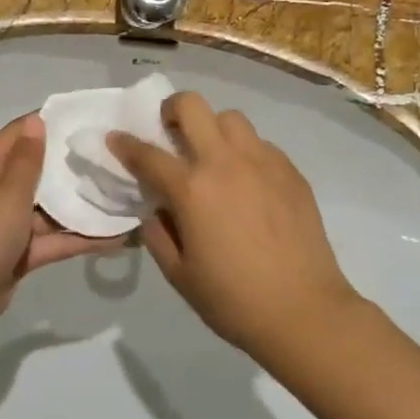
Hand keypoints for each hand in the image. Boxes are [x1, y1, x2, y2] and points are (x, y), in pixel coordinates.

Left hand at [0, 115, 108, 335]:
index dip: (45, 122)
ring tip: (121, 193)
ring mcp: (9, 224)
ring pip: (49, 207)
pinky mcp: (22, 251)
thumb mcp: (8, 192)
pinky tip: (116, 236)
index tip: (82, 117)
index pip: (16, 135)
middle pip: (36, 170)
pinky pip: (54, 238)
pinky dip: (79, 237)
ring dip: (80, 203)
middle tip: (110, 154)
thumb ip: (27, 159)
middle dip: (69, 164)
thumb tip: (35, 120)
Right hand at [108, 93, 359, 352]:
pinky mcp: (291, 172)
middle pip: (192, 106)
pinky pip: (260, 144)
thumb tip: (157, 211)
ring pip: (231, 118)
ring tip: (213, 157)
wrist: (304, 312)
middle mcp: (225, 163)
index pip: (147, 154)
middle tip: (170, 133)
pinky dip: (245, 152)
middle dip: (172, 110)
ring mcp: (263, 162)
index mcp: (191, 189)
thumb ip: (158, 234)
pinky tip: (247, 182)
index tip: (115, 138)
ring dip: (212, 129)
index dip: (124, 144)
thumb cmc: (233, 300)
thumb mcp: (179, 274)